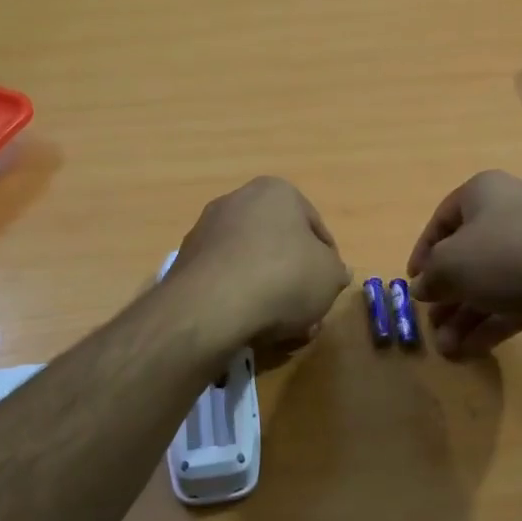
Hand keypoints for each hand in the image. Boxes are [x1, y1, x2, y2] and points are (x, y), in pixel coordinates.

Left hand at [170, 177, 349, 348]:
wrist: (212, 306)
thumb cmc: (283, 277)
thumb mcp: (330, 277)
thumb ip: (336, 271)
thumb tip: (334, 272)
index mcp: (276, 191)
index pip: (315, 227)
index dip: (328, 261)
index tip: (329, 288)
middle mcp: (237, 201)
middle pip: (279, 245)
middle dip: (295, 279)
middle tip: (306, 312)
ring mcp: (206, 230)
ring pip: (251, 264)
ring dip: (268, 292)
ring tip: (280, 329)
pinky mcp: (185, 261)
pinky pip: (224, 280)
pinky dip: (239, 298)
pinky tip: (249, 326)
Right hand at [407, 171, 521, 356]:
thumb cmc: (506, 255)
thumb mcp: (451, 266)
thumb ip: (431, 277)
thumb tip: (423, 287)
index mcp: (482, 193)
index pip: (441, 220)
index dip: (422, 253)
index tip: (414, 284)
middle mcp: (511, 210)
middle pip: (469, 256)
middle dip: (447, 296)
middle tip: (433, 327)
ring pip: (493, 281)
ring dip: (467, 316)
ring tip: (450, 351)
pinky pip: (519, 296)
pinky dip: (495, 320)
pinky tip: (475, 350)